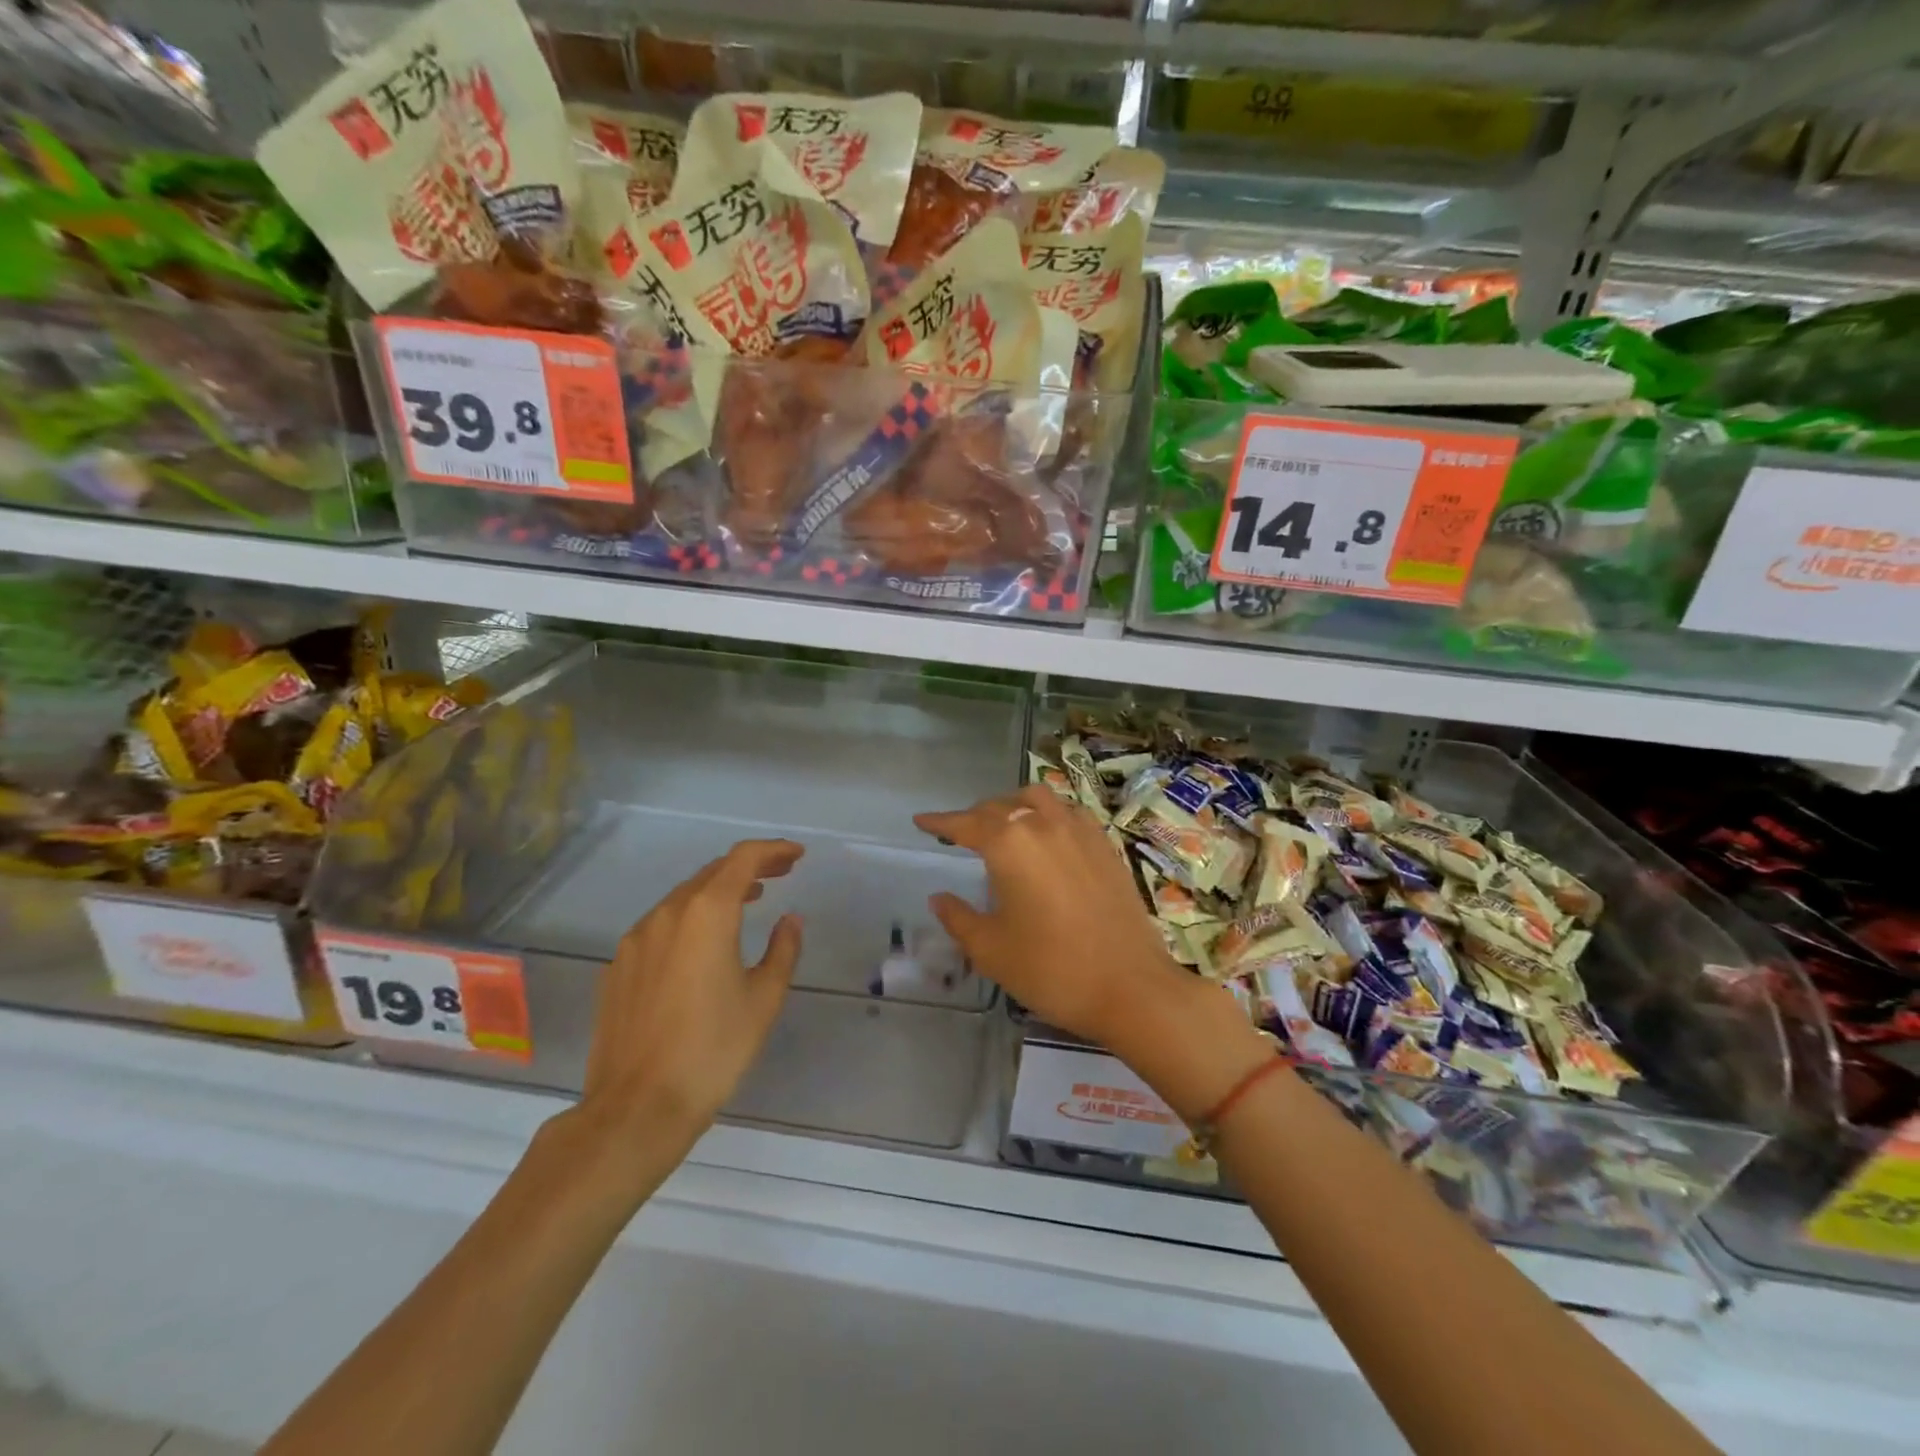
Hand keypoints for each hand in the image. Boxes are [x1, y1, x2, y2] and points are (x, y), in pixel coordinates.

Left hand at [579, 839, 804, 1146]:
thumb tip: (790, 921)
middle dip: (749, 868)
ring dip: (718, 892)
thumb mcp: (763, 1000)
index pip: (742, 859)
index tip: (797, 855)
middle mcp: (667, 914)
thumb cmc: (712, 1050)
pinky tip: (703, 945)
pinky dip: (691, 918)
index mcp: (706, 913)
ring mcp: (636, 939)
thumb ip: (782, 950)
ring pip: (684, 897)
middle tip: (780, 874)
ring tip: (748, 902)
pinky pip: (661, 925)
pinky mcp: (618, 966)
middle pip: (712, 872)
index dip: (773, 850)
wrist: (636, 1108)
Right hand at [914, 784, 1193, 1053]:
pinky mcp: (1105, 845)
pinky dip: (1047, 813)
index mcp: (1009, 844)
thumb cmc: (1051, 969)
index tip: (921, 821)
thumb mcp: (991, 950)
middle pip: (1000, 807)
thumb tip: (939, 897)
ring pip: (1038, 799)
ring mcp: (1080, 831)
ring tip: (1002, 826)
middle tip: (959, 834)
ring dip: (1012, 806)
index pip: (965, 824)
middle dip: (974, 816)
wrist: (1131, 987)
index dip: (940, 822)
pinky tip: (1047, 836)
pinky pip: (1068, 812)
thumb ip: (959, 917)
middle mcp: (1044, 825)